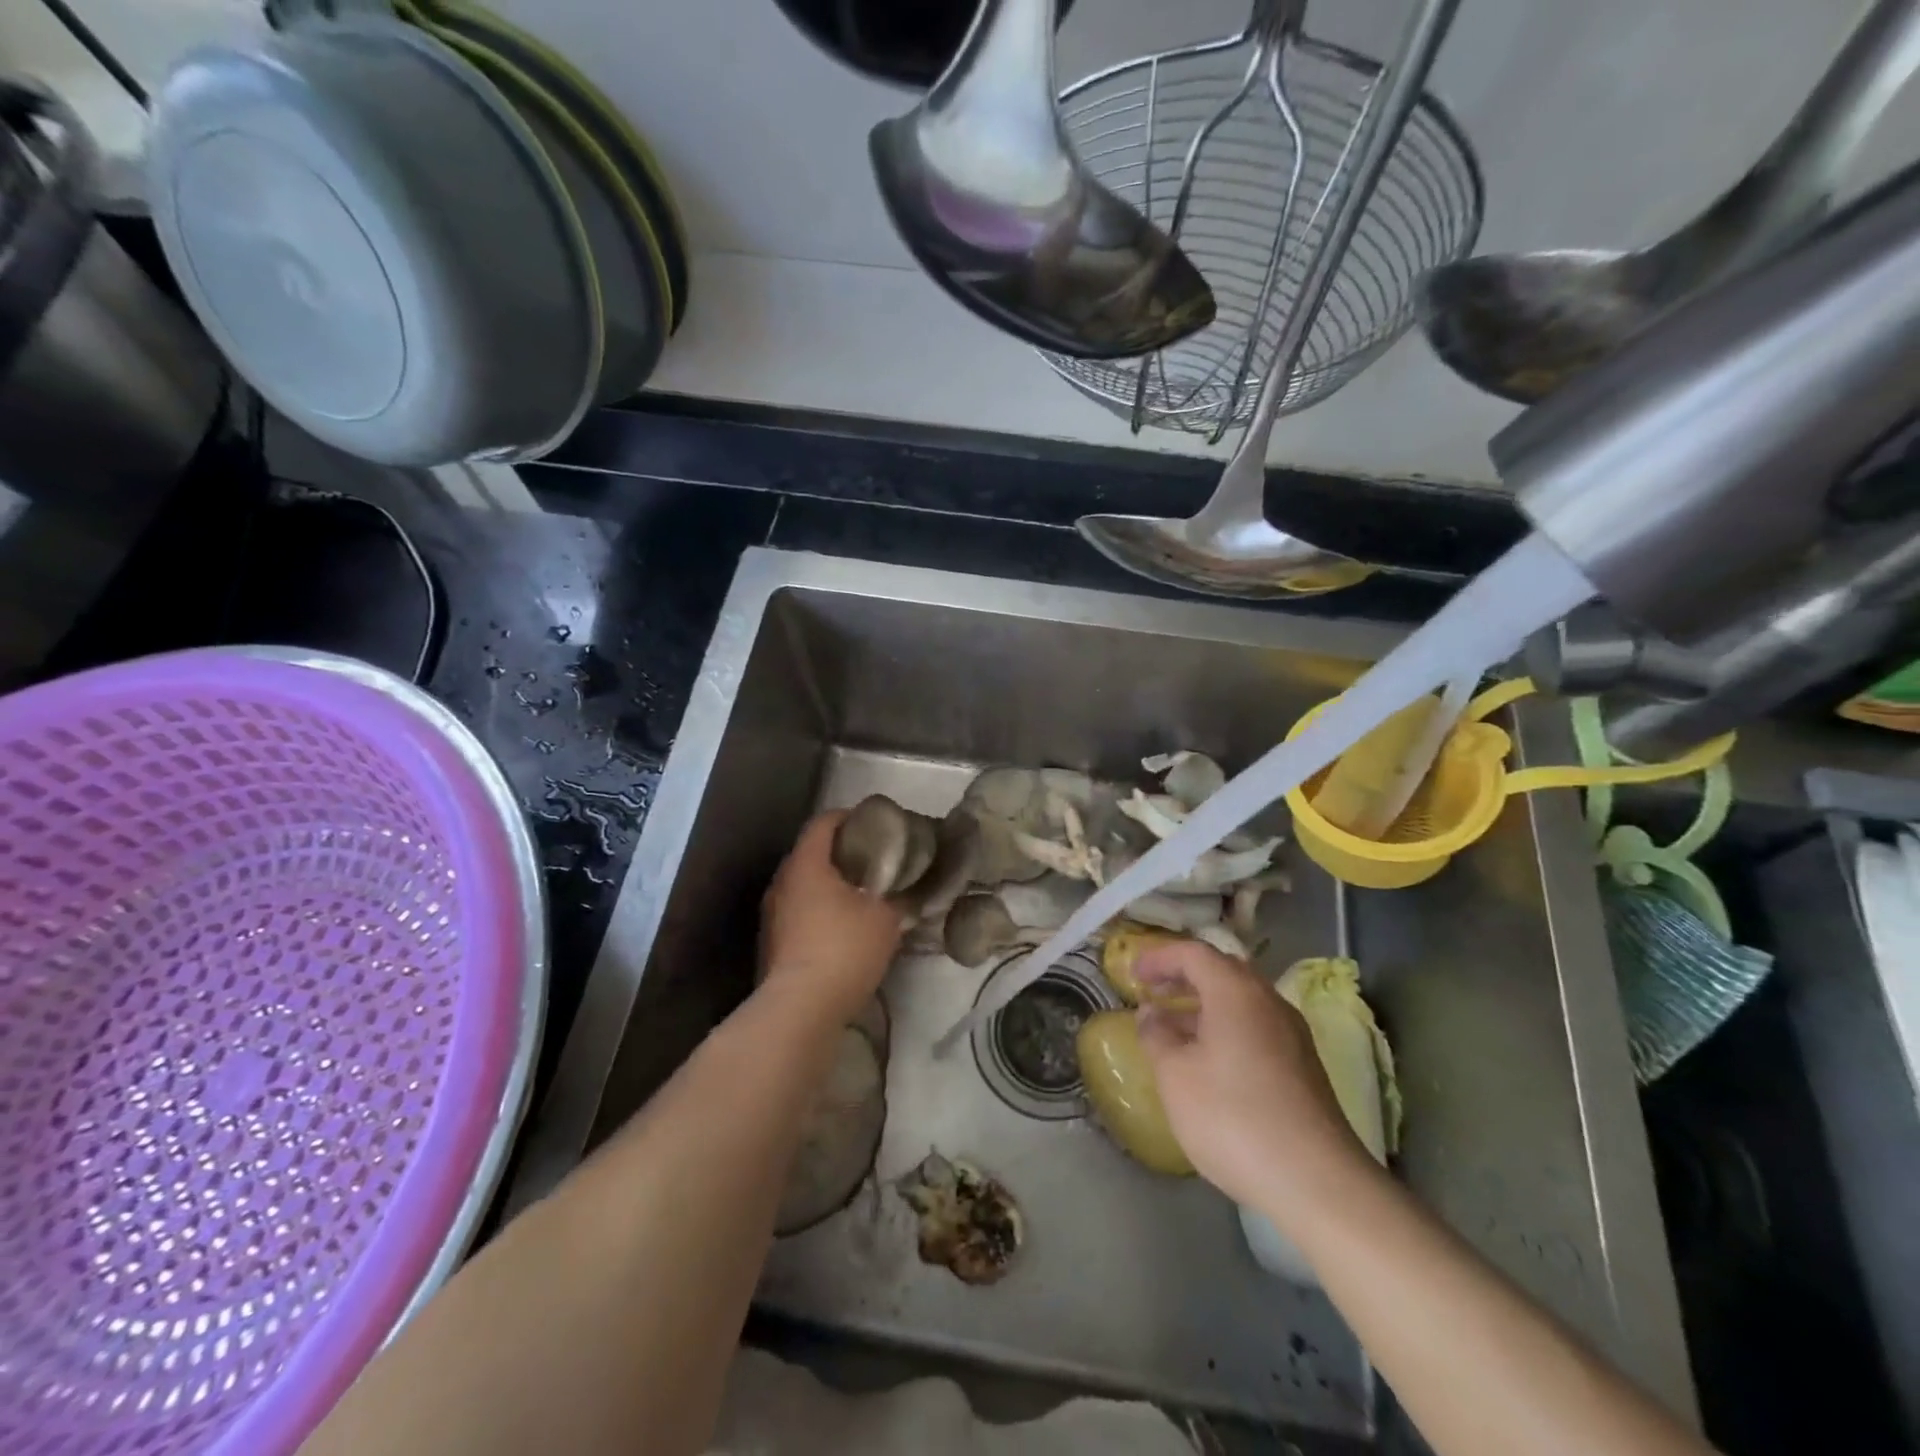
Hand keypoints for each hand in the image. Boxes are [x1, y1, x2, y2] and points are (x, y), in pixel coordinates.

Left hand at [759, 812, 907, 1024]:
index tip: (874, 824)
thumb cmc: (843, 949)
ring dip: (831, 885)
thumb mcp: (885, 918)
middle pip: (812, 853)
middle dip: (842, 853)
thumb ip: (899, 896)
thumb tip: (910, 889)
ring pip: (804, 885)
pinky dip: (820, 911)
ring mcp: (772, 915)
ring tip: (863, 895)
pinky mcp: (772, 943)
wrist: (799, 1009)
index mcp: (806, 864)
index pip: (823, 822)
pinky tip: (844, 928)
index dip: (849, 817)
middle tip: (875, 860)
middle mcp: (782, 882)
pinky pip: (799, 913)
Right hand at [1134, 941, 1369, 1215]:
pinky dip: (1226, 1028)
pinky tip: (1208, 1061)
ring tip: (1173, 1029)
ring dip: (1204, 1005)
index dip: (1159, 958)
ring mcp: (1292, 1034)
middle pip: (1222, 971)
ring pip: (1241, 1001)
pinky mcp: (1303, 1066)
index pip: (1193, 953)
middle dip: (1184, 976)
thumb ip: (1156, 1035)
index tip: (1132, 974)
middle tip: (1153, 992)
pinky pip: (1256, 1027)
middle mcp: (1268, 1001)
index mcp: (1235, 991)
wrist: (1316, 1182)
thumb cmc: (1233, 1117)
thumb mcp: (1175, 1075)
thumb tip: (1151, 1013)